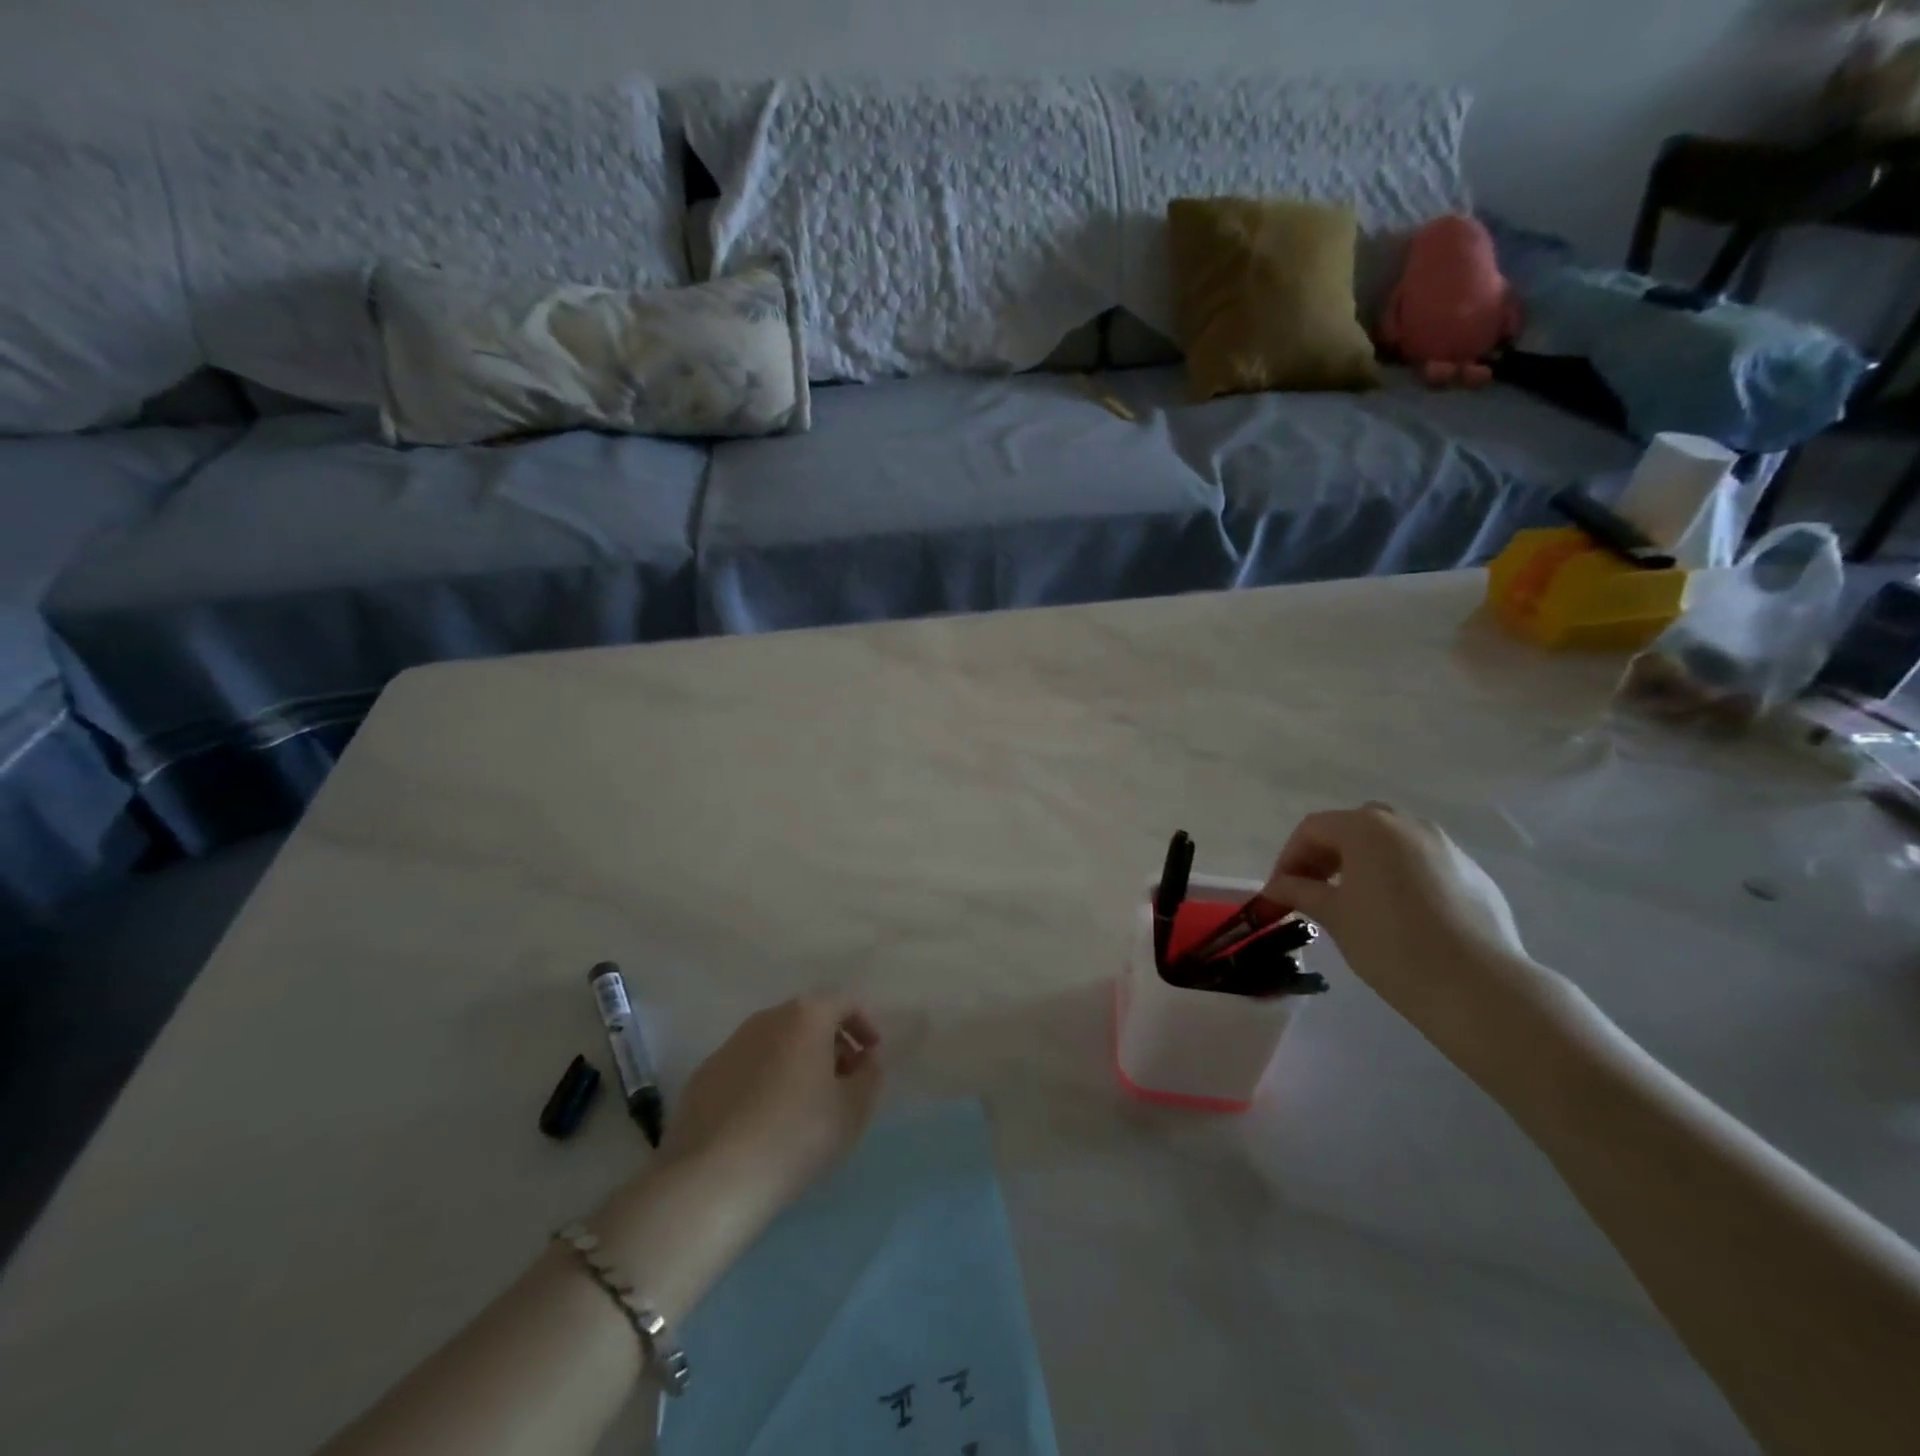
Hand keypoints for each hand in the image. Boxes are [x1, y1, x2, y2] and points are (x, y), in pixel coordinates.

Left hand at [660, 997, 882, 1215]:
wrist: (713, 1178)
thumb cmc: (797, 1135)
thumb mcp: (853, 1110)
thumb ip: (870, 1076)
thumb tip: (866, 1058)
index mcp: (806, 1016)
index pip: (845, 1003)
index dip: (865, 1025)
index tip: (872, 1057)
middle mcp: (766, 1019)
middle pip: (808, 1019)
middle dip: (831, 1044)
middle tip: (844, 1082)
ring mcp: (729, 1045)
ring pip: (775, 1042)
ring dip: (797, 1061)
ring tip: (805, 1104)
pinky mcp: (702, 1076)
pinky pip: (746, 1067)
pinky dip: (764, 1080)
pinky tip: (765, 1120)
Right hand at [1267, 804, 1556, 1062]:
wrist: (1477, 986)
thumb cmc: (1390, 943)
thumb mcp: (1334, 915)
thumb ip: (1300, 891)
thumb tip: (1277, 887)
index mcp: (1367, 828)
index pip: (1313, 829)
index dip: (1289, 858)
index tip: (1279, 892)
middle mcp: (1407, 825)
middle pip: (1353, 828)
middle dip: (1327, 855)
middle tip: (1313, 890)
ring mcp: (1446, 846)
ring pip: (1392, 843)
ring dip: (1364, 863)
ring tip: (1355, 902)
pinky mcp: (1473, 874)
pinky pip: (1423, 864)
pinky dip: (1400, 878)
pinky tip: (1400, 916)